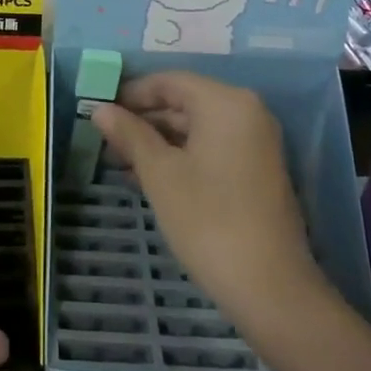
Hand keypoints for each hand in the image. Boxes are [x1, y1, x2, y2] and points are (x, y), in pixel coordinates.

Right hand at [93, 71, 320, 330]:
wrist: (271, 289)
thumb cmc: (209, 220)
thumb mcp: (160, 174)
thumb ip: (130, 135)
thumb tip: (100, 109)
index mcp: (225, 102)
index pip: (168, 81)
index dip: (130, 93)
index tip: (99, 110)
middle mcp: (246, 112)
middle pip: (183, 102)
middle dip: (142, 120)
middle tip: (104, 139)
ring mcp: (255, 142)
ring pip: (195, 128)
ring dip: (157, 141)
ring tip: (117, 161)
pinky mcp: (257, 171)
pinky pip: (210, 148)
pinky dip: (180, 156)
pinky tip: (147, 177)